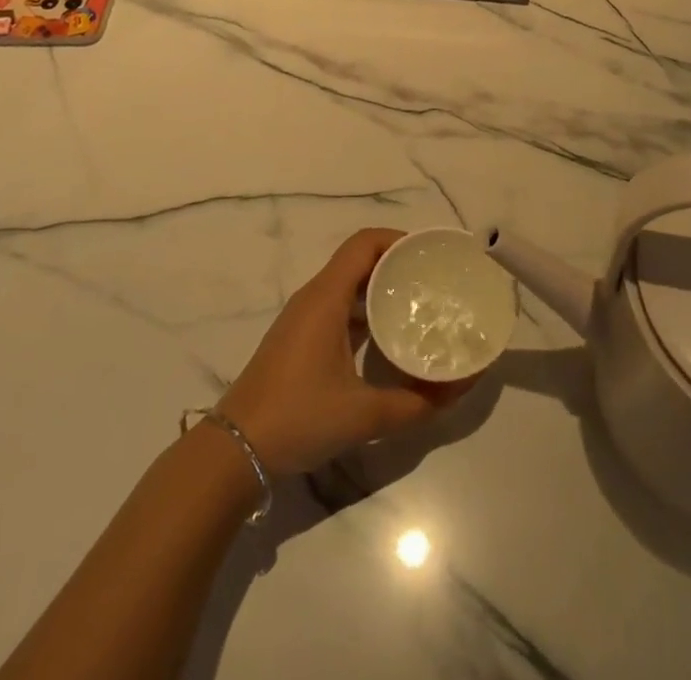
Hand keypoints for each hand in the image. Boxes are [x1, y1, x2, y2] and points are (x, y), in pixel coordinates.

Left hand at [216, 229, 472, 475]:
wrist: (234, 451)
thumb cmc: (298, 418)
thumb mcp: (363, 415)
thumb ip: (414, 404)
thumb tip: (456, 392)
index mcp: (326, 297)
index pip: (365, 243)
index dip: (398, 239)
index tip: (430, 254)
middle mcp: (314, 297)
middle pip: (359, 259)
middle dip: (397, 263)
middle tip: (433, 281)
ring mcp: (304, 318)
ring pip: (348, 285)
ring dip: (381, 288)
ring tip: (418, 305)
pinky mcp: (300, 339)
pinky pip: (338, 307)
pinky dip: (365, 310)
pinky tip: (386, 337)